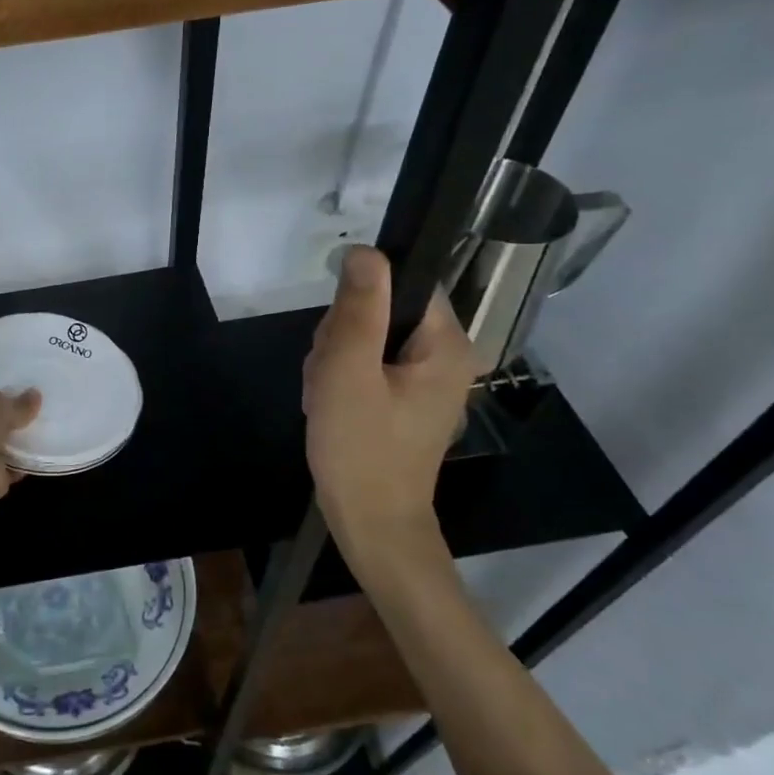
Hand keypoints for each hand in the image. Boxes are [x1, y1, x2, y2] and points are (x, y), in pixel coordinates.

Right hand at [304, 247, 478, 585]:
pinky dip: (339, 381)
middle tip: (329, 378)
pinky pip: (365, 367)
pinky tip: (330, 406)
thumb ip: (358, 310)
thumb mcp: (350, 372)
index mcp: (446, 345)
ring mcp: (424, 381)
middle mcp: (444, 357)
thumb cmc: (361, 449)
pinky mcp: (402, 400)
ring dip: (334, 362)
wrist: (369, 522)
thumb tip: (365, 251)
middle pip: (381, 312)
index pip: (404, 285)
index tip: (339, 337)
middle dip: (341, 339)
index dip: (361, 301)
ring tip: (327, 397)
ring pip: (365, 339)